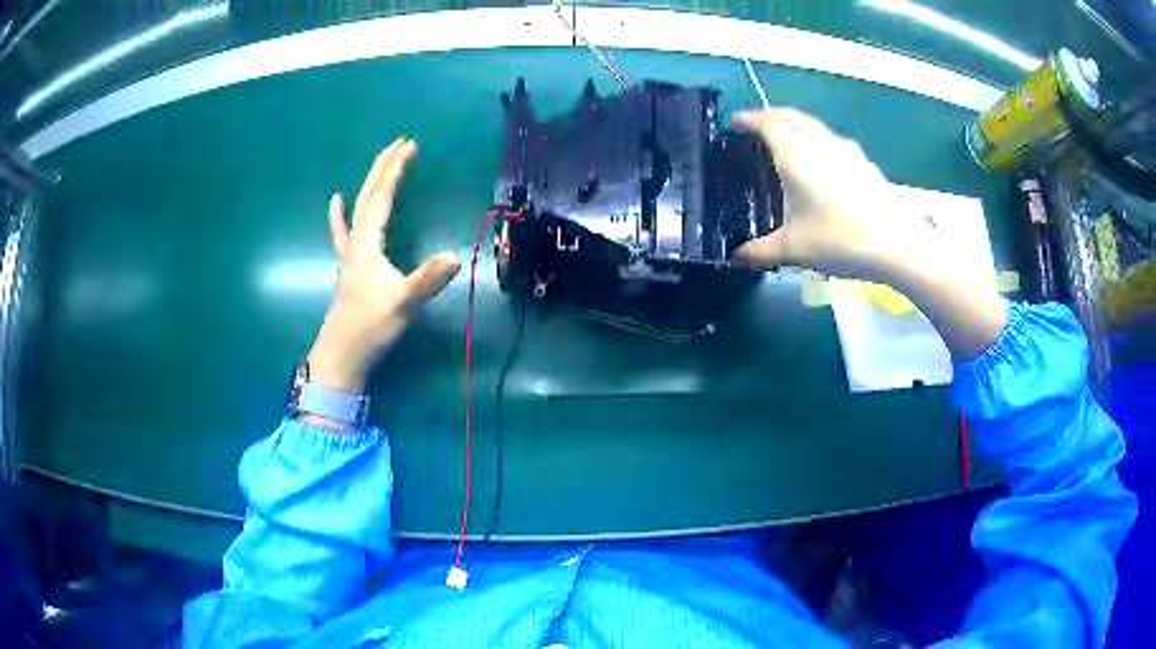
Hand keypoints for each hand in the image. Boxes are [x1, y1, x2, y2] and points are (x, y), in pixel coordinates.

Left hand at [308, 138, 460, 392]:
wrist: (342, 354)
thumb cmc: (370, 327)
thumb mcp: (402, 303)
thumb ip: (427, 279)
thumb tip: (456, 256)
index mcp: (368, 244)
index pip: (382, 198)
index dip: (395, 170)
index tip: (410, 145)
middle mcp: (356, 242)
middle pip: (368, 195)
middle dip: (383, 167)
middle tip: (400, 143)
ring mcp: (350, 254)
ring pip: (357, 208)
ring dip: (368, 183)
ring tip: (378, 163)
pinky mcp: (349, 266)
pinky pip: (344, 231)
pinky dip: (340, 213)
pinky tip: (336, 202)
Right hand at [732, 108, 1006, 359]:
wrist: (897, 245)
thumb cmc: (840, 240)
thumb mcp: (794, 250)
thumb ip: (760, 252)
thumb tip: (734, 258)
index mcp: (796, 154)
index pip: (767, 122)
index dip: (749, 119)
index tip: (736, 123)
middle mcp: (820, 143)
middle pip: (791, 117)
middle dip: (772, 117)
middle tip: (758, 129)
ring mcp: (847, 151)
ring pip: (815, 127)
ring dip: (797, 127)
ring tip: (789, 144)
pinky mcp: (865, 164)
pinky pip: (834, 143)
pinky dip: (819, 144)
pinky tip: (824, 166)